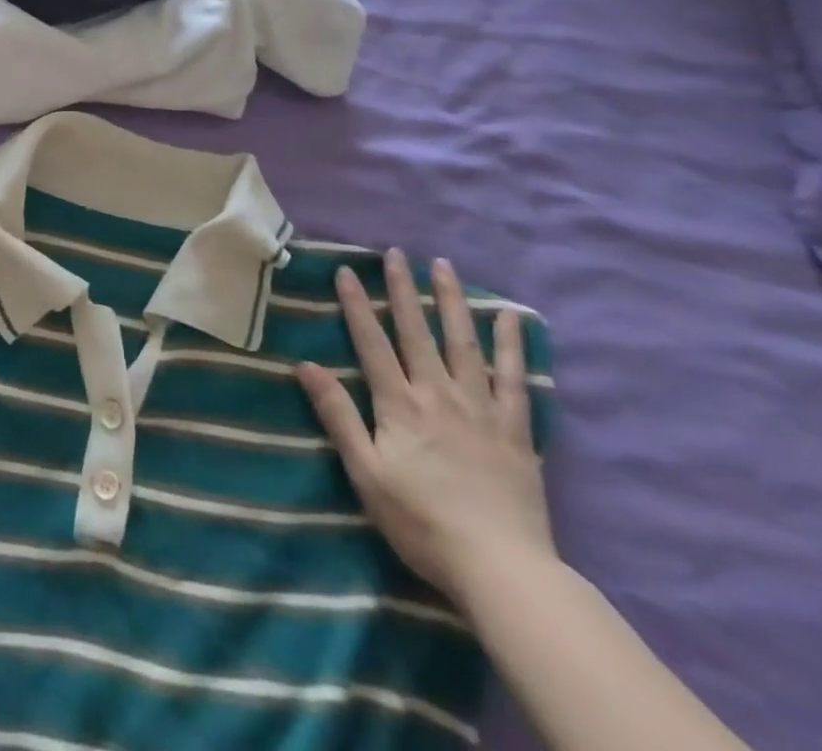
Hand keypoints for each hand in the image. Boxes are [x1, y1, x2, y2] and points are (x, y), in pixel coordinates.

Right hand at [296, 250, 552, 611]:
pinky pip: (514, 379)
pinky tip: (509, 317)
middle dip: (403, 289)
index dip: (356, 305)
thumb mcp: (366, 473)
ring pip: (463, 343)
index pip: (372, 343)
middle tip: (396, 253)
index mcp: (400, 404)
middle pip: (417, 331)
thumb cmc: (421, 522)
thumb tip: (306, 366)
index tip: (346, 270)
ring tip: (444, 266)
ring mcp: (480, 408)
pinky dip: (511, 345)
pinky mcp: (515, 429)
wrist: (500, 568)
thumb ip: (338, 415)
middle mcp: (438, 394)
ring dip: (451, 301)